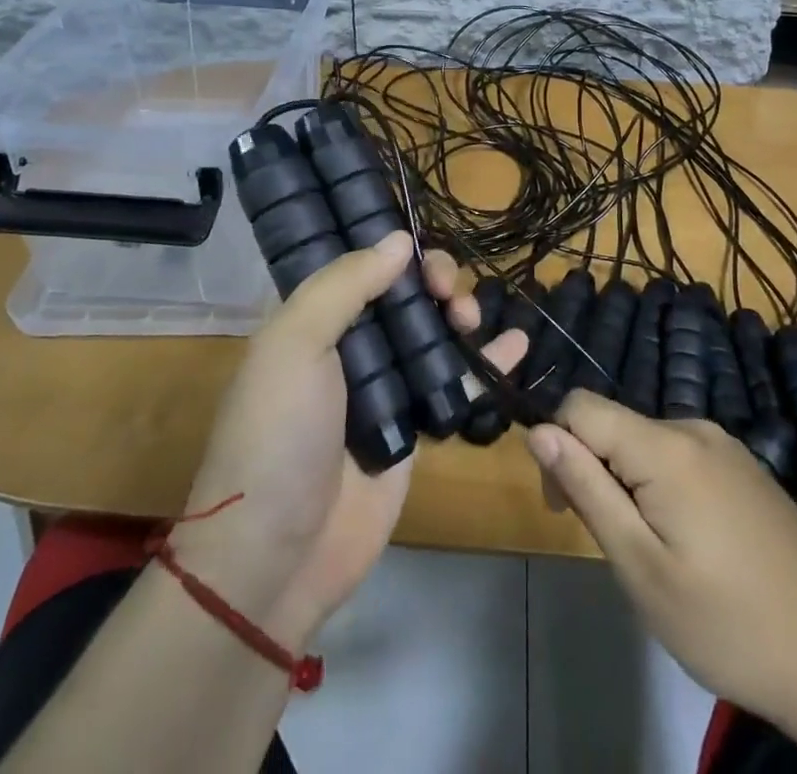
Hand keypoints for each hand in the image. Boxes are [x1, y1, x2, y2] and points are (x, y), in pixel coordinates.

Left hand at [172, 233, 526, 647]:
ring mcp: (383, 388)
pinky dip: (487, 361)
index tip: (420, 250)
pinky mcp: (414, 428)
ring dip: (459, 313)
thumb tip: (398, 239)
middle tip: (449, 292)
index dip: (392, 248)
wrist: (278, 556)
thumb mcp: (295, 344)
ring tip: (472, 319)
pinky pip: (455, 383)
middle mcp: (347, 345)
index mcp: (310, 320)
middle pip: (402, 294)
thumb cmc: (278, 434)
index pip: (358, 264)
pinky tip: (517, 343)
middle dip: (432, 281)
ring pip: (431, 332)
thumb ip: (345, 285)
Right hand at [525, 392, 796, 726]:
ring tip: (658, 556)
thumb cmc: (728, 625)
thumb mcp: (640, 566)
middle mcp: (694, 427)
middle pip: (614, 425)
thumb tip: (539, 431)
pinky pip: (680, 458)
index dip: (556, 446)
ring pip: (645, 443)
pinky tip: (693, 547)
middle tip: (617, 549)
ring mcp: (725, 446)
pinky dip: (663, 488)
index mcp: (665, 446)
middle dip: (594, 472)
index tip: (565, 508)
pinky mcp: (745, 467)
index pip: (580, 406)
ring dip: (629, 484)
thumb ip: (587, 489)